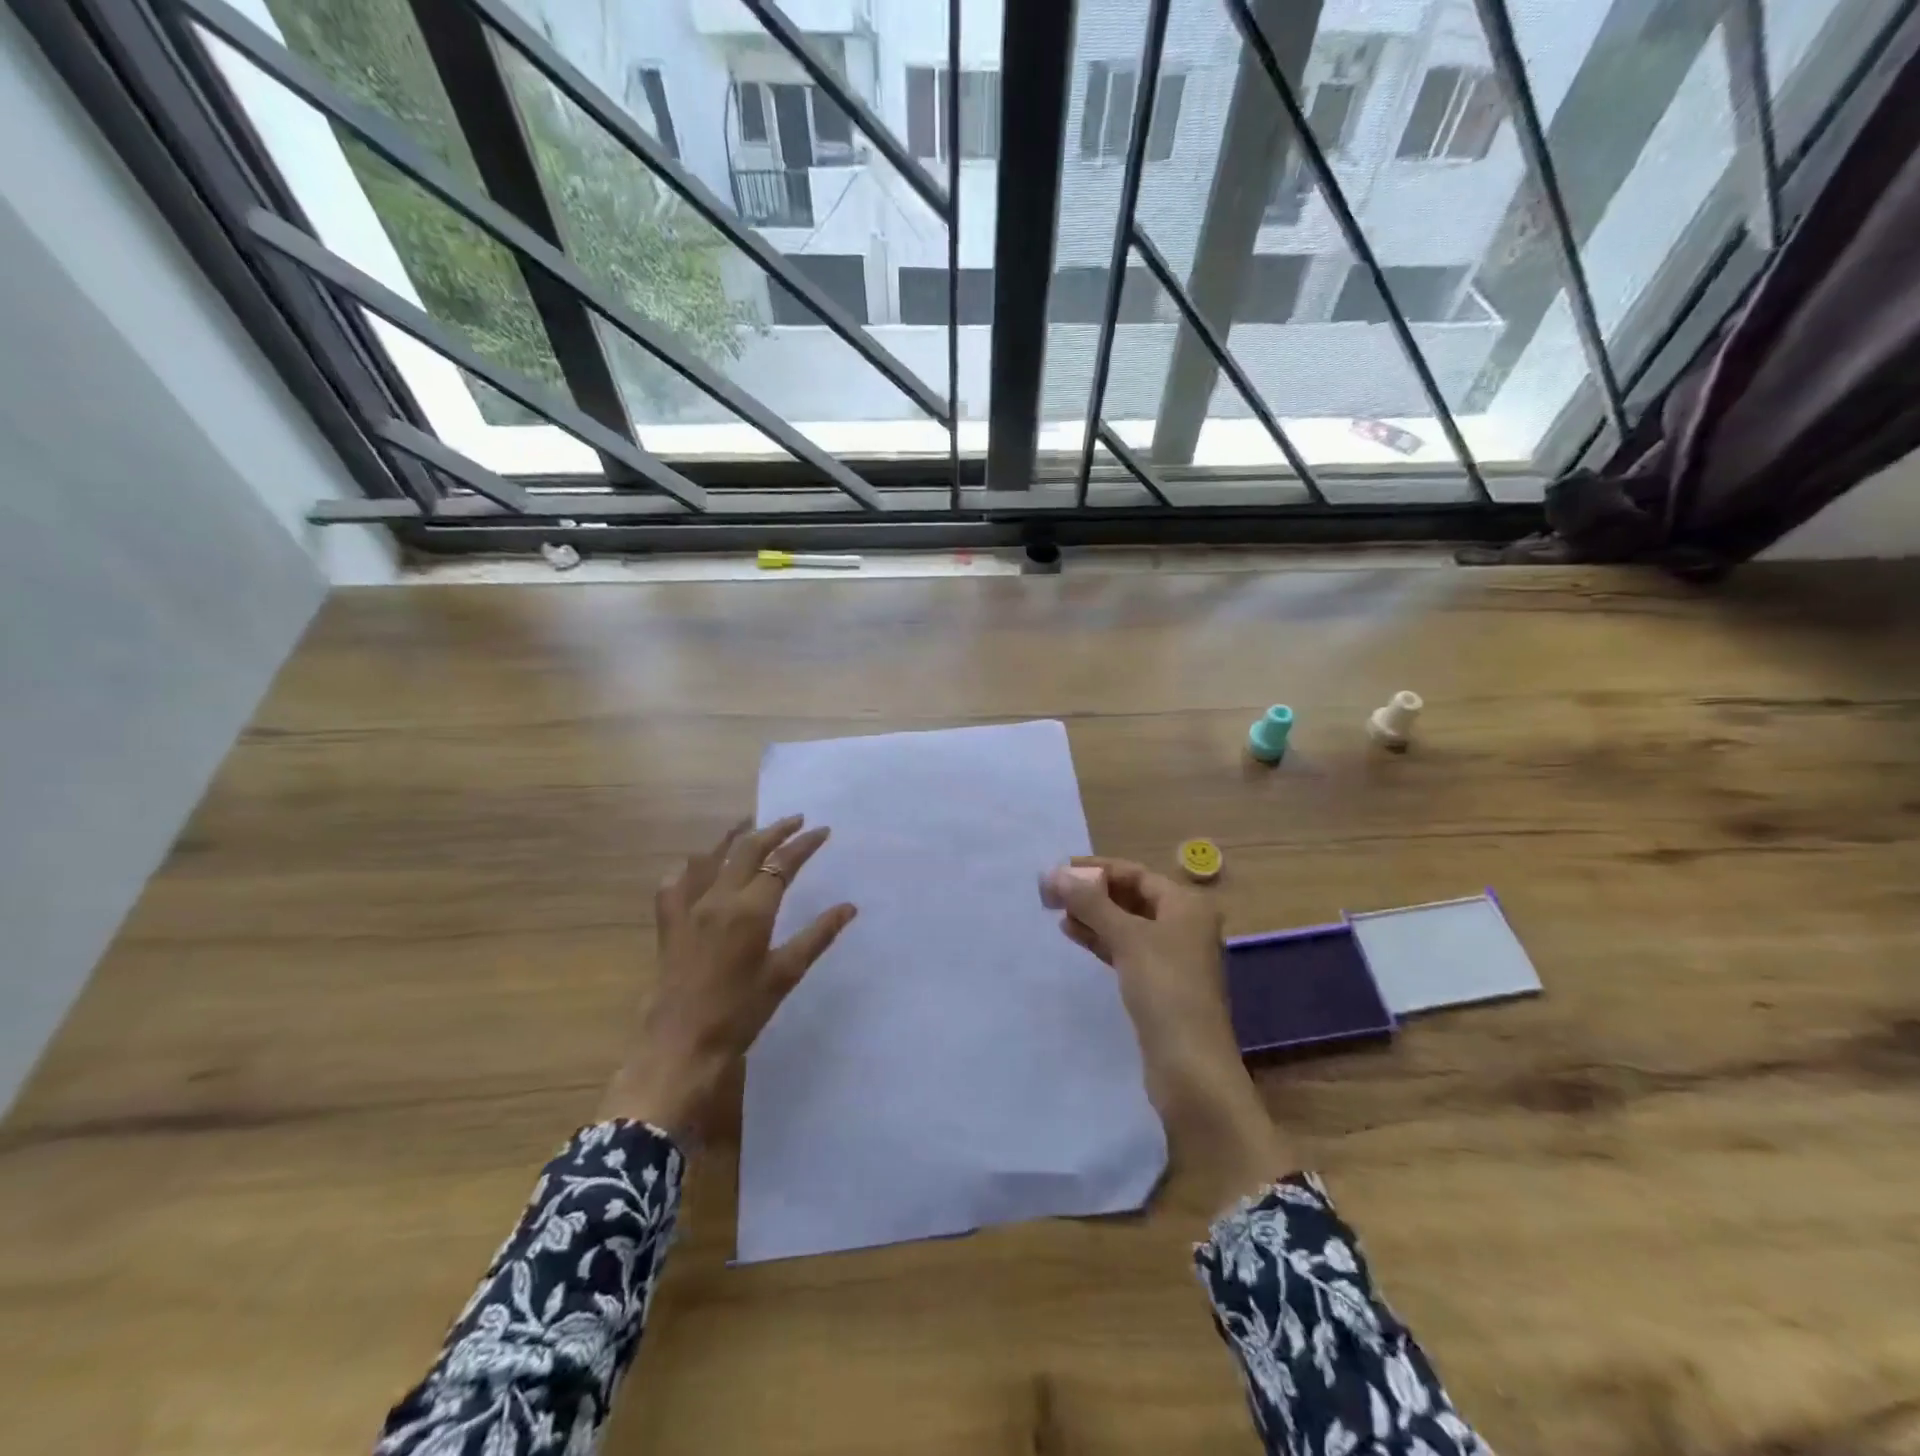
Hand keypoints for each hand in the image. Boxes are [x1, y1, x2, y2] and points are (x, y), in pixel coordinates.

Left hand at [601, 816, 855, 1141]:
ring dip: (733, 837)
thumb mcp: (786, 974)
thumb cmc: (740, 1012)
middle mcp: (719, 898)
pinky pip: (674, 883)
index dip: (804, 844)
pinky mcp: (668, 924)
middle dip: (774, 830)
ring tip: (749, 825)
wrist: (681, 1045)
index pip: (782, 863)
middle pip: (748, 849)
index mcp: (751, 909)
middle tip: (795, 820)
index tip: (823, 830)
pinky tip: (696, 865)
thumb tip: (849, 907)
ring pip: (710, 857)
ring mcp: (689, 908)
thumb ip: (818, 935)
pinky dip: (689, 868)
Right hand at [1045, 858, 1292, 1210]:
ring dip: (1094, 915)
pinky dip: (1102, 939)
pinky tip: (1075, 935)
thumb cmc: (1165, 990)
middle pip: (1131, 897)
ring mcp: (1173, 956)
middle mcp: (1184, 925)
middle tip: (1052, 893)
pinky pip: (1126, 949)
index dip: (1096, 869)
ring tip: (1057, 913)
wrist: (1190, 1067)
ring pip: (1127, 924)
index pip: (1135, 873)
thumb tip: (1052, 873)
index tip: (1059, 871)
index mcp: (1186, 905)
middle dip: (1093, 892)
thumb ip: (1089, 902)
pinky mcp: (1160, 984)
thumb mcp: (1126, 938)